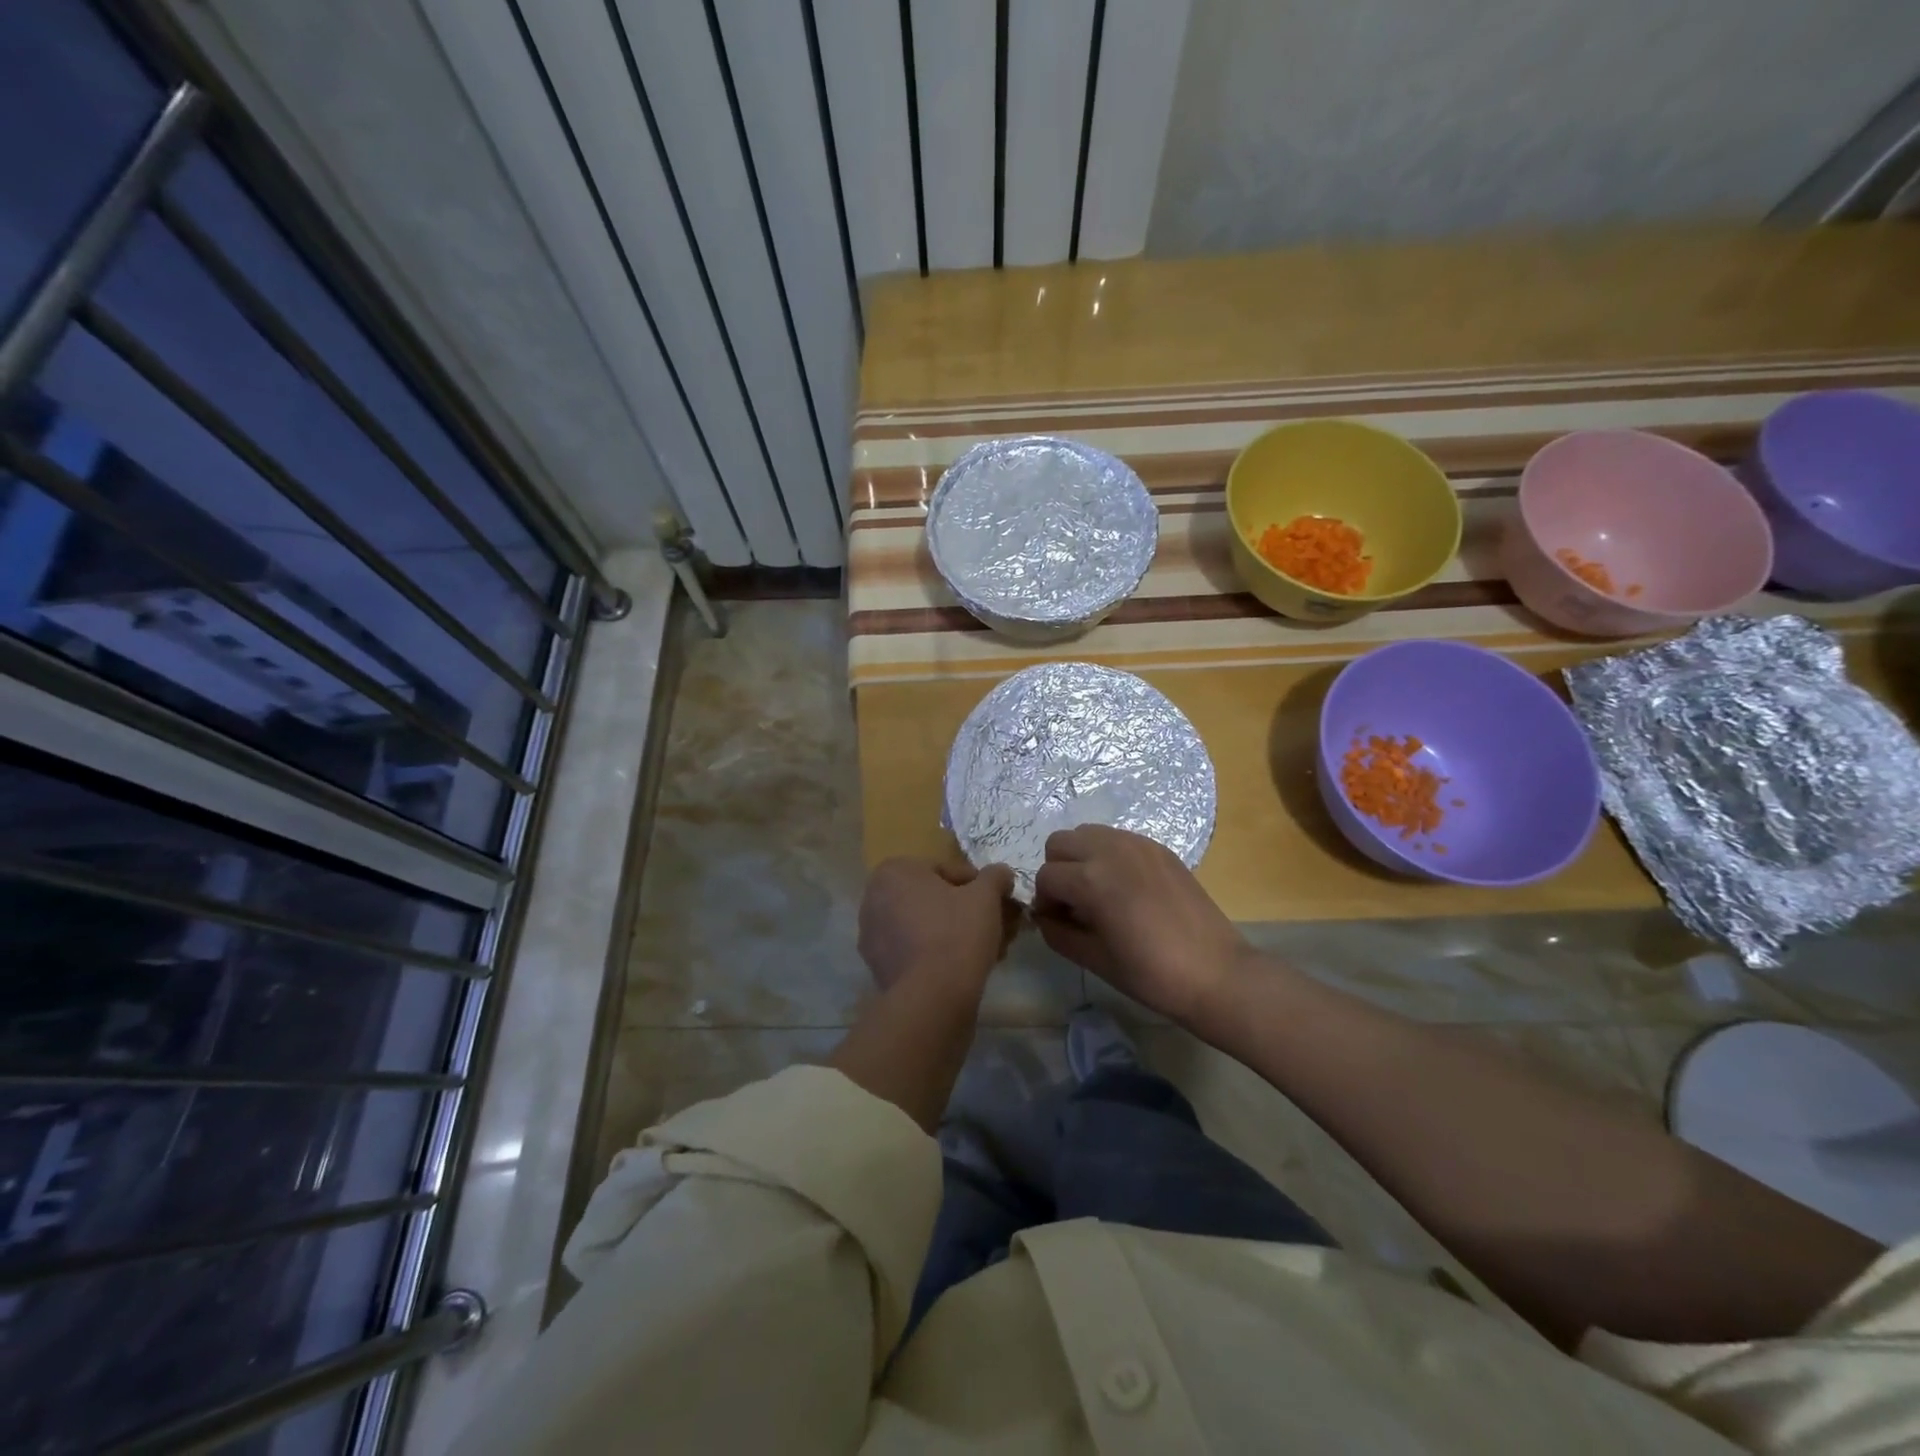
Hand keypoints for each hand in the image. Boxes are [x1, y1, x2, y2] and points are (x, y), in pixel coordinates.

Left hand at [859, 858, 1016, 994]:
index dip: (978, 885)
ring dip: (957, 933)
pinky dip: (939, 954)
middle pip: (935, 900)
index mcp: (894, 872)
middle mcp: (874, 899)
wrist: (932, 998)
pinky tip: (968, 967)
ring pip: (926, 926)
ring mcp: (873, 936)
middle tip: (998, 926)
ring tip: (990, 949)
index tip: (998, 901)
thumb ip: (995, 877)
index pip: (946, 870)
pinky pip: (916, 951)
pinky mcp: (879, 968)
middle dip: (968, 911)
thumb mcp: (986, 896)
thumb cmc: (956, 933)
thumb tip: (1002, 873)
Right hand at [1033, 826, 1251, 1024]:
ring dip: (1082, 857)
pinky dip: (1109, 855)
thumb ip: (1057, 933)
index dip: (1045, 902)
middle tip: (1074, 903)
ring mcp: (1138, 844)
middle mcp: (1111, 849)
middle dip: (1058, 870)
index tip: (1058, 922)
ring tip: (1098, 891)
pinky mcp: (1159, 848)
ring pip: (1088, 833)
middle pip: (1060, 842)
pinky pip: (1118, 838)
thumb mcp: (1094, 959)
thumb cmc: (1151, 974)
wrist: (1216, 973)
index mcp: (1092, 879)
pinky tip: (1126, 888)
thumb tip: (1044, 917)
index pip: (1046, 877)